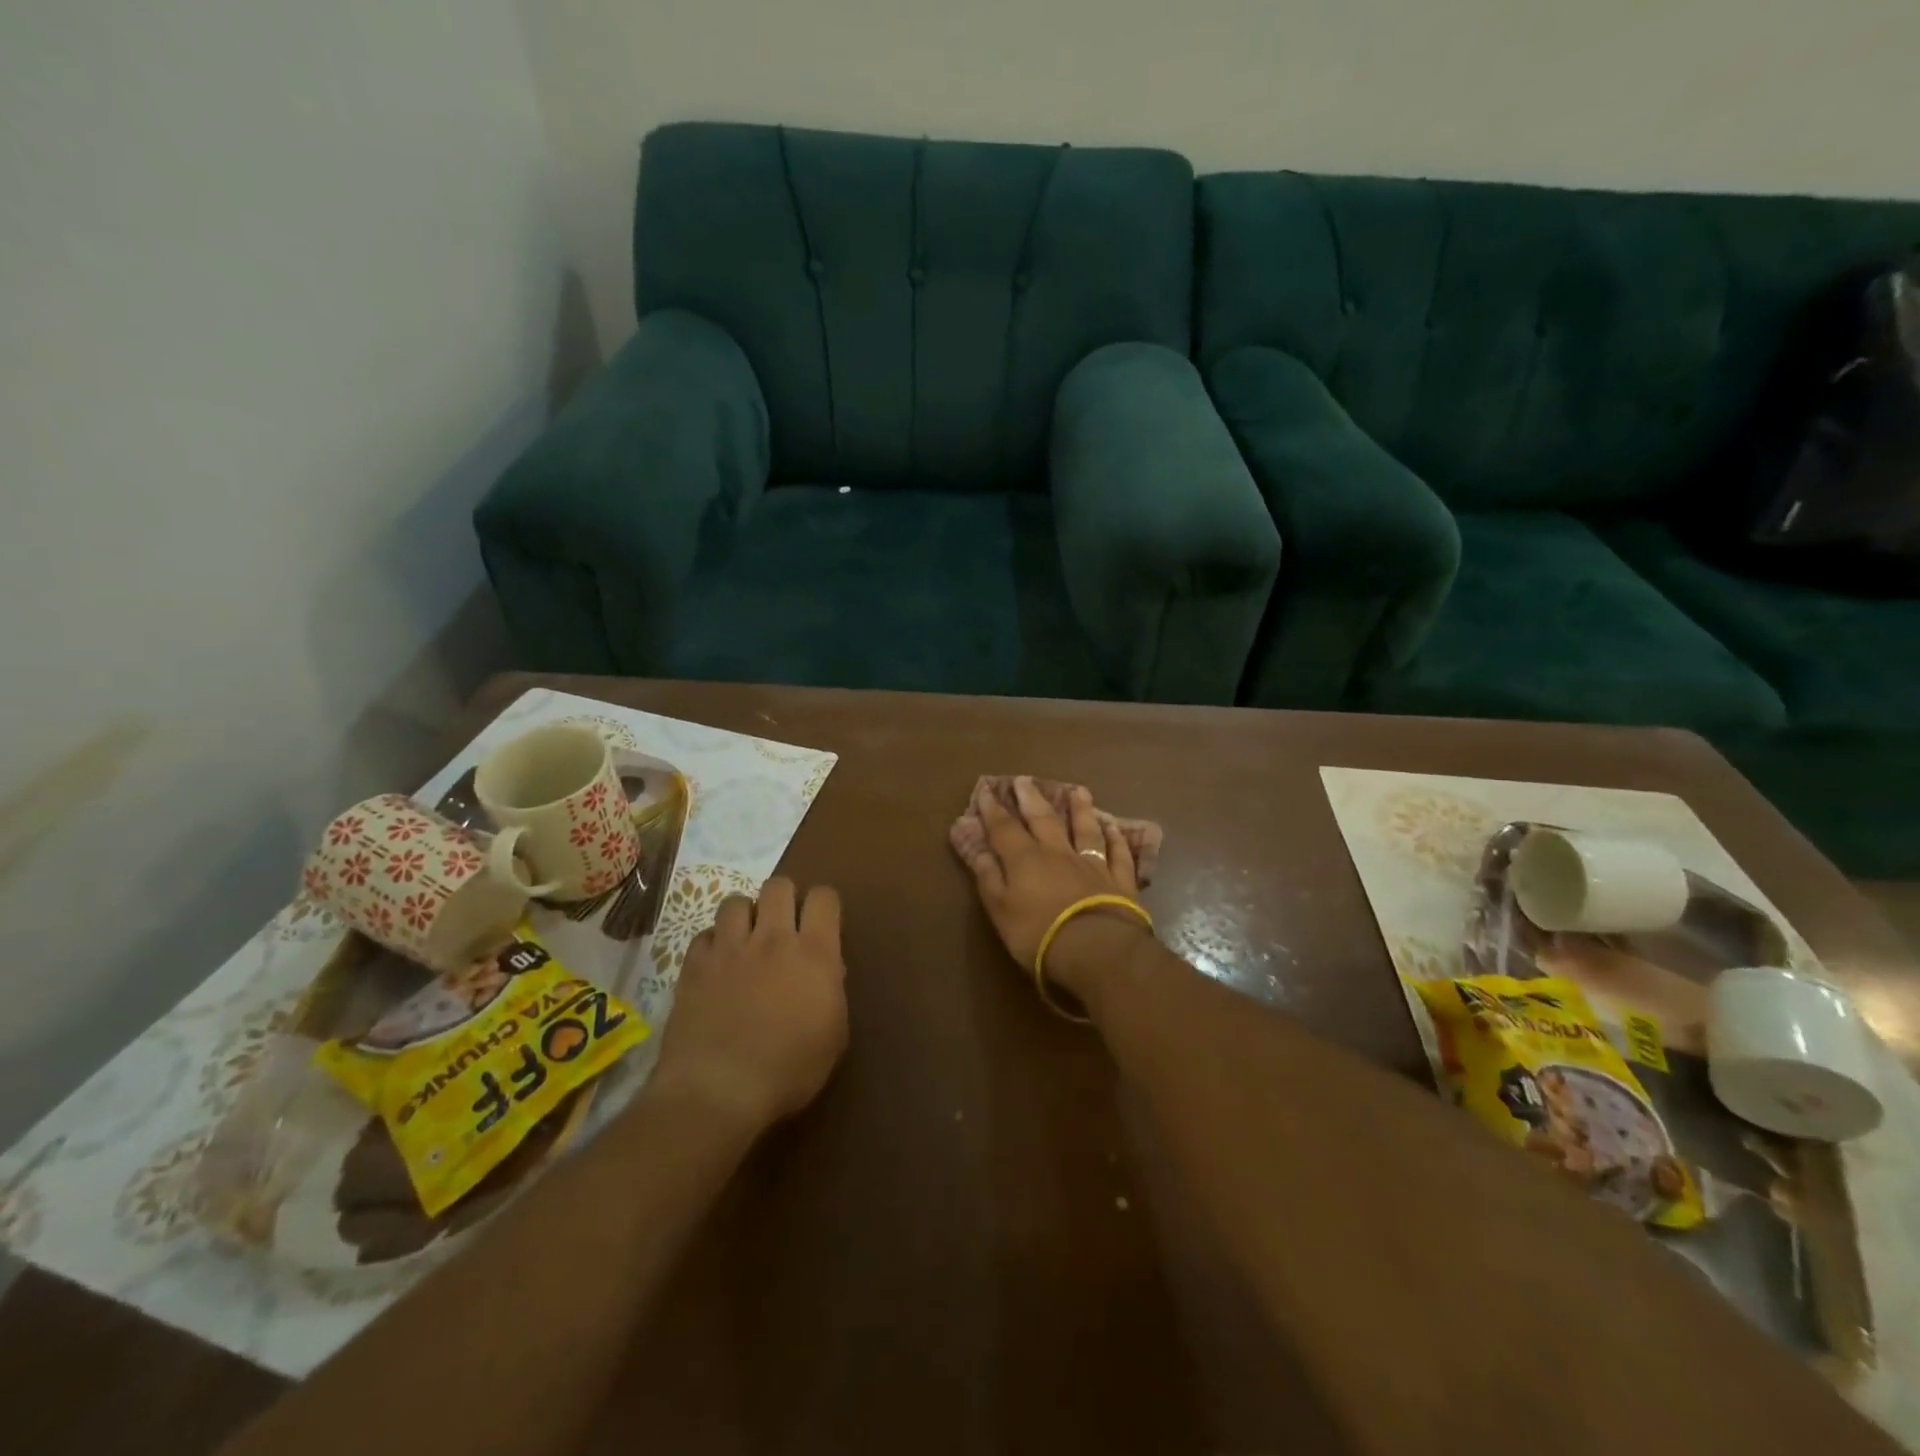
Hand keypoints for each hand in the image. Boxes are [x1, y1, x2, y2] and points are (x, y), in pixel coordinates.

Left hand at [647, 877, 846, 1131]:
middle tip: (783, 926)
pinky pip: (704, 934)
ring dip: (745, 916)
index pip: (824, 897)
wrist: (718, 1091)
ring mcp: (729, 948)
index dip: (824, 904)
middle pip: (779, 885)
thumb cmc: (789, 1070)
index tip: (821, 923)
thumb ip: (833, 992)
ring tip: (746, 939)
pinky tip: (716, 964)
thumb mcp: (833, 1036)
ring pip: (736, 901)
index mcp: (814, 953)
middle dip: (784, 898)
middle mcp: (773, 938)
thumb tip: (827, 969)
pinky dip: (713, 943)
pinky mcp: (694, 965)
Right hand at [955, 776, 1149, 987]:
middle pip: (1044, 819)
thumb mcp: (1001, 911)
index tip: (985, 790)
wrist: (1097, 949)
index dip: (993, 809)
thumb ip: (989, 878)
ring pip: (1085, 829)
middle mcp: (1058, 853)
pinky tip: (1114, 828)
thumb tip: (977, 850)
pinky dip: (1116, 839)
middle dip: (1032, 798)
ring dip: (1080, 809)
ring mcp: (1092, 864)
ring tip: (1078, 791)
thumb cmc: (1039, 934)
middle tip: (1025, 779)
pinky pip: (1118, 854)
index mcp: (1025, 859)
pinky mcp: (1119, 881)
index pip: (1004, 828)